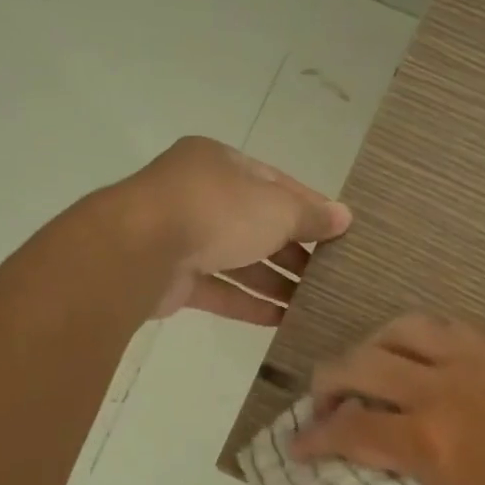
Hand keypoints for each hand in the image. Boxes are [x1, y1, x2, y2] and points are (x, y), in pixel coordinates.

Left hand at [117, 137, 351, 324]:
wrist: (140, 250)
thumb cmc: (216, 211)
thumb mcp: (275, 207)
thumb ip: (310, 215)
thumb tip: (344, 218)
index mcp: (220, 163)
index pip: (275, 183)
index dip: (309, 207)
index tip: (339, 231)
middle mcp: (200, 195)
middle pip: (257, 223)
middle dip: (293, 250)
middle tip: (329, 274)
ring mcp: (183, 237)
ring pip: (238, 260)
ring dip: (275, 281)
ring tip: (313, 302)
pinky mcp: (173, 278)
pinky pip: (220, 290)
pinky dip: (249, 304)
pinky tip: (281, 321)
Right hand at [293, 316, 484, 484]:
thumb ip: (417, 470)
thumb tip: (391, 451)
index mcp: (430, 440)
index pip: (350, 428)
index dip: (315, 437)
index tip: (298, 444)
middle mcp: (445, 387)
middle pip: (364, 362)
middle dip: (329, 380)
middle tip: (324, 398)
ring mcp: (482, 361)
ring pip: (407, 327)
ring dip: (376, 344)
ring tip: (373, 364)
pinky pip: (454, 329)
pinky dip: (425, 339)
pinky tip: (427, 357)